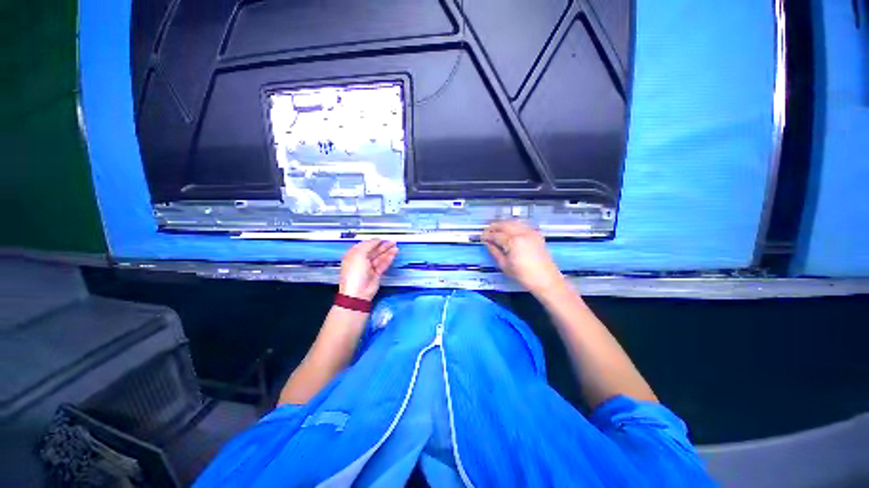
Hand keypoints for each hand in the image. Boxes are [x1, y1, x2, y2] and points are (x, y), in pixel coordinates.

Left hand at [339, 240, 398, 300]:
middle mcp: (361, 260)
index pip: (365, 245)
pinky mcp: (376, 273)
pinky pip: (383, 264)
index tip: (382, 238)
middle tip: (392, 241)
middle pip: (374, 251)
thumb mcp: (359, 254)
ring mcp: (369, 267)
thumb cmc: (354, 273)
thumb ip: (369, 245)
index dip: (373, 241)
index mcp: (354, 255)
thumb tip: (376, 240)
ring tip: (395, 246)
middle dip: (383, 245)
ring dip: (388, 251)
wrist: (357, 292)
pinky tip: (393, 254)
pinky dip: (388, 259)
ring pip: (380, 257)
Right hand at [482, 220, 564, 295]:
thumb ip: (495, 252)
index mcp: (513, 242)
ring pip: (513, 222)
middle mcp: (522, 233)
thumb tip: (488, 244)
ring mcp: (530, 232)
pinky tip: (509, 230)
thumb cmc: (524, 276)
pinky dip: (513, 225)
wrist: (546, 280)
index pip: (496, 235)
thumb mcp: (505, 266)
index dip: (487, 236)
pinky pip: (522, 225)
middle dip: (494, 227)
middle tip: (487, 231)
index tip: (481, 238)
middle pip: (504, 225)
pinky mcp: (536, 234)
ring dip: (503, 224)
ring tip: (496, 230)